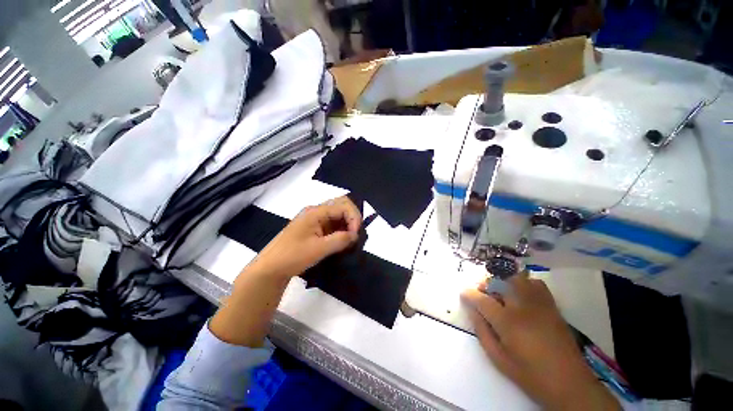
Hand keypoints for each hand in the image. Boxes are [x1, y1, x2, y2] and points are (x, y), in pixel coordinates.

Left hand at [244, 196, 361, 279]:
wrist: (271, 269)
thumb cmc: (292, 256)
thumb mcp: (318, 249)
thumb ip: (340, 240)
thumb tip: (355, 235)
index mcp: (316, 212)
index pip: (343, 206)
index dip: (354, 218)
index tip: (356, 236)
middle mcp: (317, 211)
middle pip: (341, 205)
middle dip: (352, 218)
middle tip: (356, 234)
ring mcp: (315, 219)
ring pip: (338, 215)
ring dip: (348, 224)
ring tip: (351, 240)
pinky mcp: (315, 228)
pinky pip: (333, 224)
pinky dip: (341, 230)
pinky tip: (343, 241)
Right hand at [461, 275, 619, 410]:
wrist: (570, 384)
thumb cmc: (530, 375)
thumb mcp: (498, 359)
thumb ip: (482, 331)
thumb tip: (472, 310)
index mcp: (508, 322)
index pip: (481, 299)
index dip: (468, 294)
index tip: (463, 293)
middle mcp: (522, 307)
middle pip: (499, 282)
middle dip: (485, 283)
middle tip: (481, 293)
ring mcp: (539, 304)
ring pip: (517, 278)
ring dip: (503, 281)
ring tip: (500, 293)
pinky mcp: (552, 306)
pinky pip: (536, 284)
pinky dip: (524, 283)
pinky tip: (521, 295)